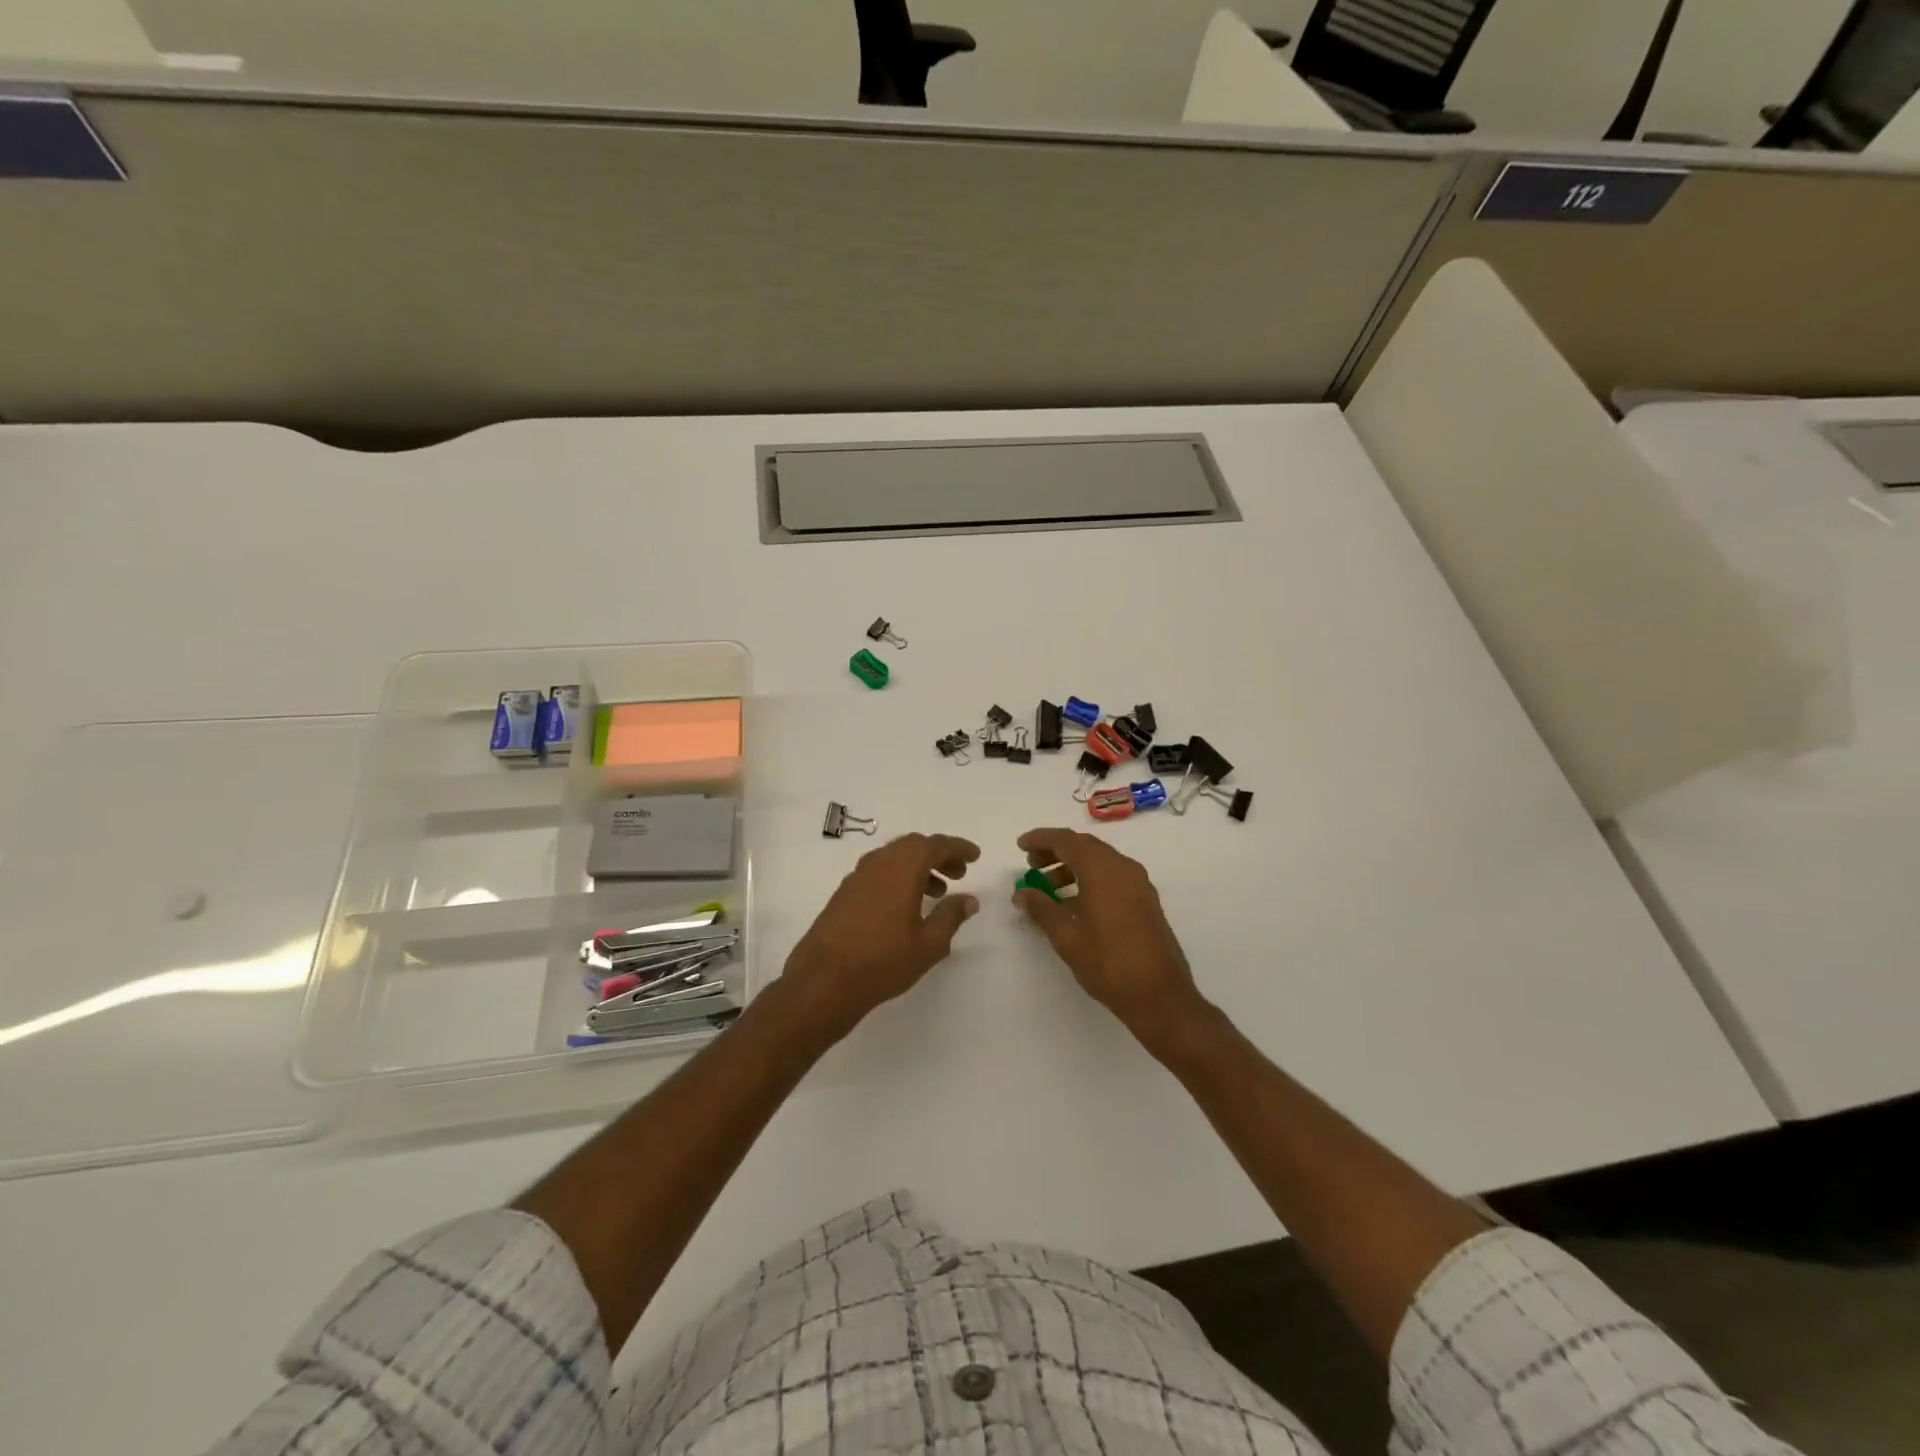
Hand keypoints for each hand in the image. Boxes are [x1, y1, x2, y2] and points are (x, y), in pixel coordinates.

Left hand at [782, 833, 981, 1035]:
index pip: (936, 845)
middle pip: (913, 846)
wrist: (823, 981)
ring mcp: (857, 876)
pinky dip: (899, 877)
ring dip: (919, 867)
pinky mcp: (844, 892)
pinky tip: (906, 905)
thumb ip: (951, 916)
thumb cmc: (883, 961)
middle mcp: (879, 863)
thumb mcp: (929, 943)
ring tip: (937, 892)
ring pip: (894, 858)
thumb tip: (969, 899)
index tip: (975, 856)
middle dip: (939, 855)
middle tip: (959, 873)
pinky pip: (879, 872)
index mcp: (902, 868)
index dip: (958, 848)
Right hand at [1014, 828, 1206, 1042]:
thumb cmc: (1108, 962)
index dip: (1041, 839)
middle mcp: (1123, 868)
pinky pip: (1112, 876)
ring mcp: (1138, 883)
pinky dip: (1090, 879)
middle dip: (1055, 851)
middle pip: (1084, 846)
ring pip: (1100, 861)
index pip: (1066, 840)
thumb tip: (1022, 893)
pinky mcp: (1145, 900)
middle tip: (1031, 864)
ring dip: (1072, 866)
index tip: (1020, 845)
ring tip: (1048, 886)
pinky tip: (1074, 903)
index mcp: (1103, 869)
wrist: (1160, 995)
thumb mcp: (1066, 936)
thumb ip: (1041, 908)